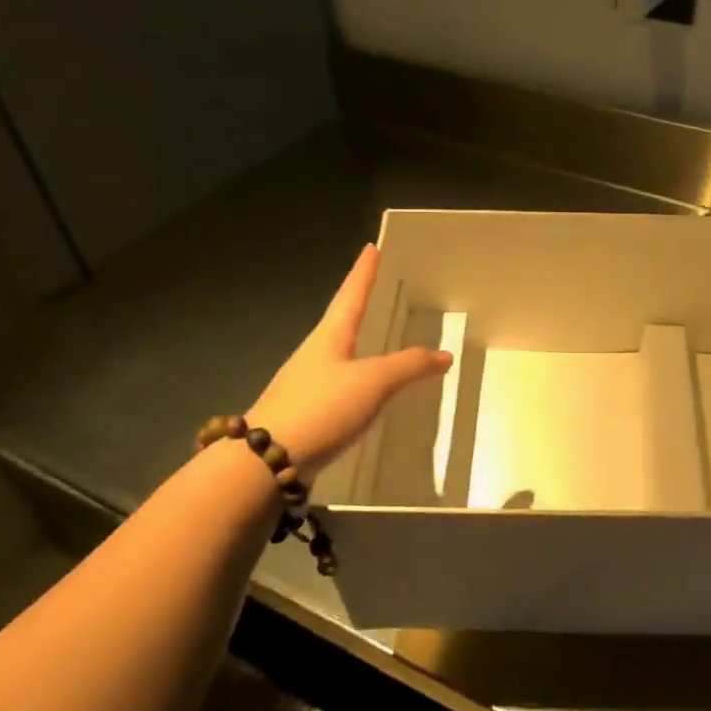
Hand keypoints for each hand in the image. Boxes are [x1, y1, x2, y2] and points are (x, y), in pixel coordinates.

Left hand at [247, 244, 450, 477]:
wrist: (266, 461)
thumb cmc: (321, 407)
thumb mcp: (373, 382)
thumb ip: (409, 366)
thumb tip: (444, 354)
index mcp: (329, 336)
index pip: (350, 295)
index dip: (363, 272)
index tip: (370, 248)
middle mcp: (314, 354)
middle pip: (340, 322)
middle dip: (359, 306)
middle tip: (378, 292)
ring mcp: (305, 384)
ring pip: (338, 355)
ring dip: (357, 344)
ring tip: (377, 340)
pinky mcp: (305, 413)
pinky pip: (338, 385)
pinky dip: (357, 379)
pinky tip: (366, 393)